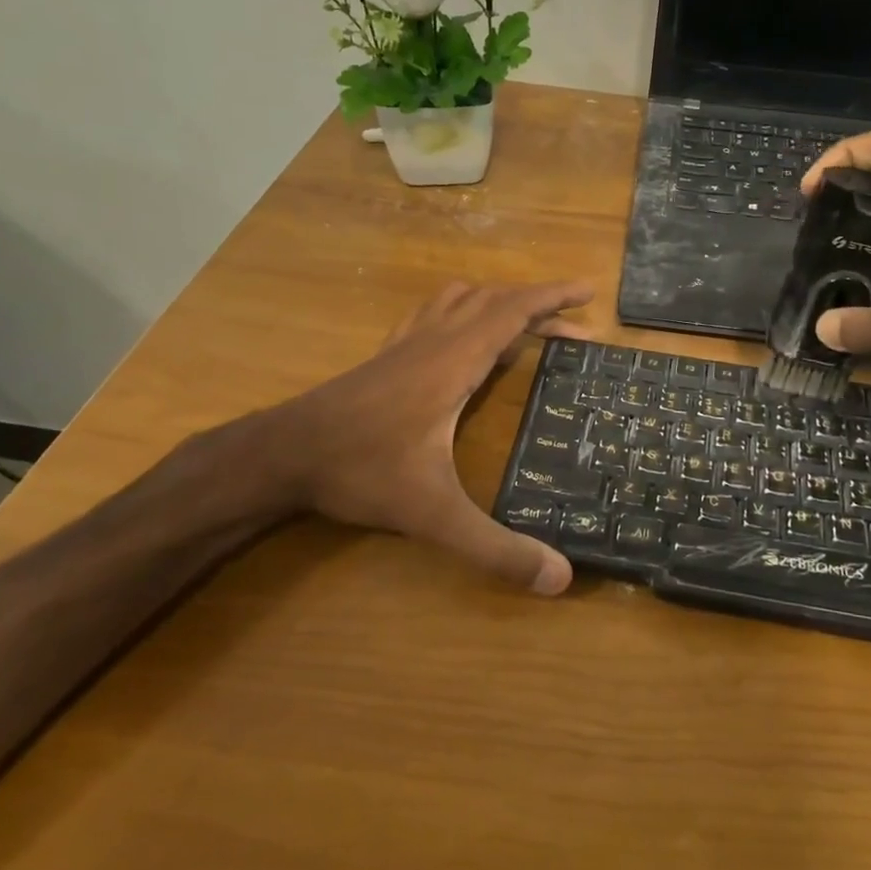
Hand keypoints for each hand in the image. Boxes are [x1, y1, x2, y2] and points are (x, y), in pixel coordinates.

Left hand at [247, 280, 592, 593]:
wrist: (283, 453)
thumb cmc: (361, 471)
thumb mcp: (434, 515)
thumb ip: (495, 548)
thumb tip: (561, 579)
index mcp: (454, 361)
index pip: (512, 312)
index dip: (552, 297)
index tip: (587, 291)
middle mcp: (434, 341)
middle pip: (494, 302)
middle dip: (538, 306)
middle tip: (575, 326)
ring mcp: (405, 344)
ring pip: (460, 301)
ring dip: (498, 303)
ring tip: (526, 326)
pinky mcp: (386, 356)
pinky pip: (432, 315)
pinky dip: (461, 312)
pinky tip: (460, 339)